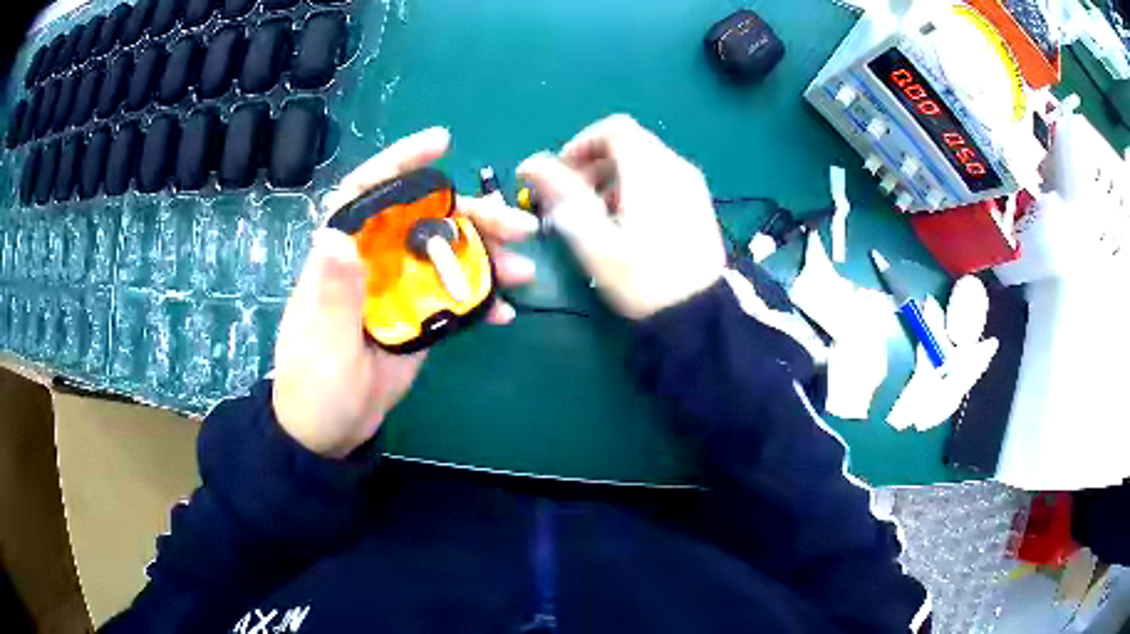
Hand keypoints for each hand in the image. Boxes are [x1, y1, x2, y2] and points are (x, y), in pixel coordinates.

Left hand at [273, 128, 537, 457]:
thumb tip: (335, 235)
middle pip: (425, 221)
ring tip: (524, 271)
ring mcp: (400, 290)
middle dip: (472, 216)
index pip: (367, 193)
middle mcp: (374, 262)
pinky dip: (482, 300)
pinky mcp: (418, 318)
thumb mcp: (323, 342)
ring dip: (488, 257)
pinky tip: (505, 311)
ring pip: (448, 256)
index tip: (441, 144)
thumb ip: (332, 293)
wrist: (327, 431)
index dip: (400, 163)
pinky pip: (455, 297)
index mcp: (343, 256)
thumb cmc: (314, 386)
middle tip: (518, 226)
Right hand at [517, 114, 725, 319]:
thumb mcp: (594, 240)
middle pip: (629, 143)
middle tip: (573, 198)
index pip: (614, 129)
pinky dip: (636, 187)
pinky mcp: (699, 204)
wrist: (700, 314)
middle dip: (594, 162)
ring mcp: (692, 185)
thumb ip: (562, 194)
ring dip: (613, 177)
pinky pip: (662, 179)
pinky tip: (628, 224)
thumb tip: (530, 163)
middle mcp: (675, 167)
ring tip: (597, 216)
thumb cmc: (643, 278)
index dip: (582, 143)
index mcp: (650, 169)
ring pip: (645, 161)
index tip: (563, 173)